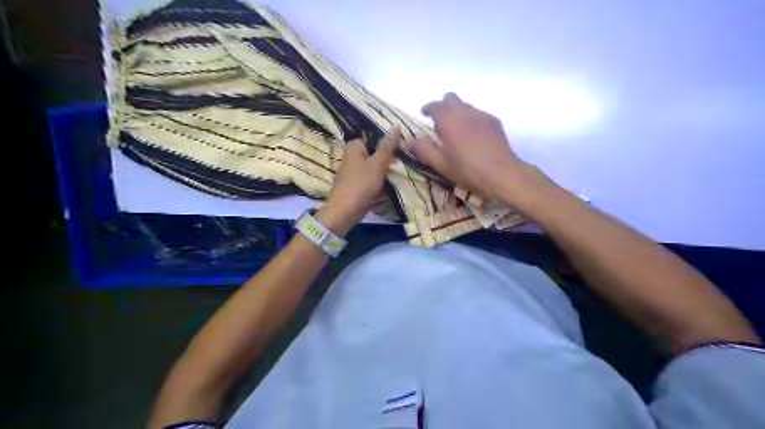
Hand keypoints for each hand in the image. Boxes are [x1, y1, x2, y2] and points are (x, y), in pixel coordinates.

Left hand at [317, 128, 399, 234]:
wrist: (345, 211)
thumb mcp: (378, 163)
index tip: (404, 147)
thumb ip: (388, 145)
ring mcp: (354, 169)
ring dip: (387, 169)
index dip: (390, 142)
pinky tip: (393, 181)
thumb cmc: (361, 184)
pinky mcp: (357, 182)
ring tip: (403, 169)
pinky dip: (380, 179)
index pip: (376, 137)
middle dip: (389, 157)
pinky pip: (372, 177)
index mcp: (355, 145)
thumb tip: (396, 125)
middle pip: (376, 152)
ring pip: (375, 165)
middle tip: (406, 159)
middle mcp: (352, 154)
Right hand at [403, 93, 553, 207]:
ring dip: (457, 112)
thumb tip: (409, 140)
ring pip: (465, 105)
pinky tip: (473, 136)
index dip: (428, 108)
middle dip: (443, 106)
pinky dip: (471, 119)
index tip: (424, 114)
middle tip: (439, 122)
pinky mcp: (494, 121)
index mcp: (448, 120)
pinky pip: (478, 113)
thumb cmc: (467, 170)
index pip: (435, 105)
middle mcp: (464, 112)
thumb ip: (424, 150)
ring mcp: (482, 115)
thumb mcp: (441, 164)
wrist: (502, 174)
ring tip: (456, 130)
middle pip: (451, 98)